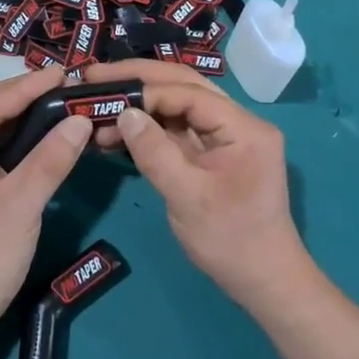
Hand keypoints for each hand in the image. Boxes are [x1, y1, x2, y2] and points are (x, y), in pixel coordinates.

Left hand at [0, 67, 92, 341]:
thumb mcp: (22, 206)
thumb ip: (51, 159)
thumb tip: (80, 120)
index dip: (26, 87)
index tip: (63, 73)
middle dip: (25, 98)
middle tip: (66, 86)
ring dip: (23, 119)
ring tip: (60, 104)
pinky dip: (18, 143)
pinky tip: (44, 137)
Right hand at [82, 61, 310, 310]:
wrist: (264, 282)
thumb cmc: (231, 241)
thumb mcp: (187, 197)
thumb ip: (154, 152)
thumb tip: (123, 113)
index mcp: (243, 127)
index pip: (188, 93)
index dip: (145, 90)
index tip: (102, 91)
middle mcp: (238, 123)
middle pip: (184, 87)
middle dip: (139, 80)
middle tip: (94, 76)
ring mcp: (225, 138)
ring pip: (178, 106)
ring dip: (140, 105)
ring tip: (97, 107)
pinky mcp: (212, 154)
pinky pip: (177, 130)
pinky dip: (148, 129)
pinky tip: (116, 132)